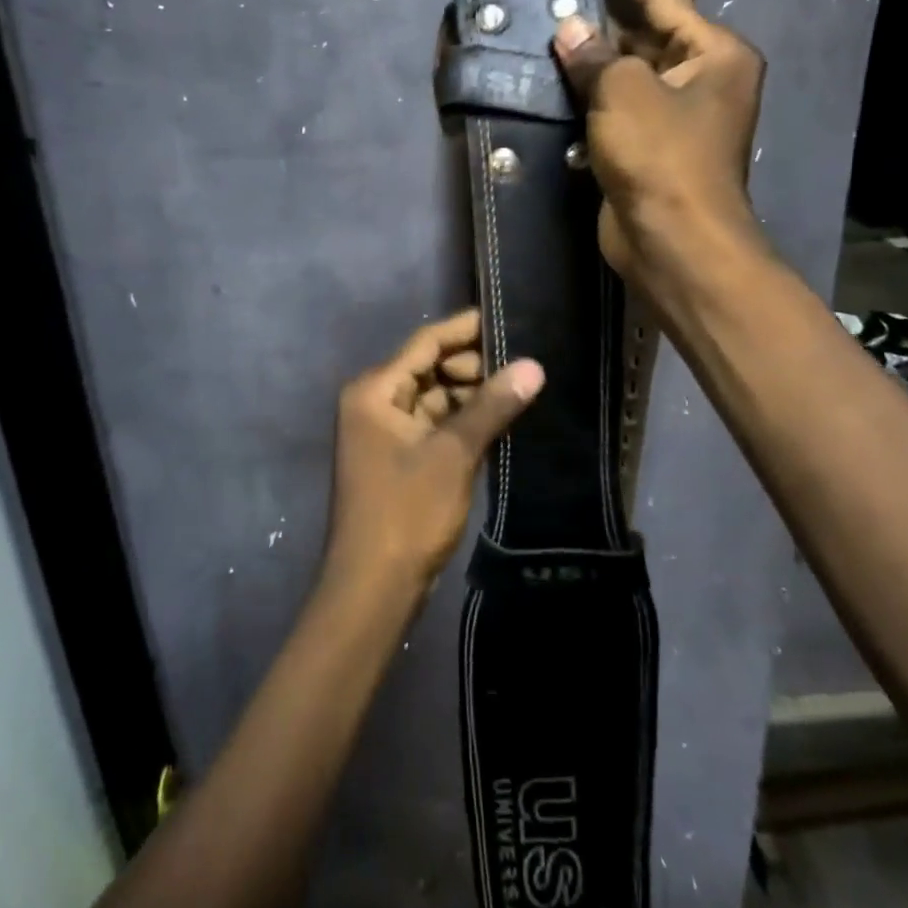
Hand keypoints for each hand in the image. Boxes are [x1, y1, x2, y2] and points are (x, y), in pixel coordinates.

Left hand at [326, 309, 543, 601]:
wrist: (373, 588)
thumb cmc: (406, 512)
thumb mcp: (453, 454)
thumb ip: (492, 406)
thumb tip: (534, 364)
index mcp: (374, 391)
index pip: (425, 343)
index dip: (466, 329)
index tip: (508, 319)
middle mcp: (374, 403)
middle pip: (429, 368)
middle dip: (473, 365)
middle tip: (524, 360)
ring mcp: (384, 433)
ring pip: (434, 398)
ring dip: (471, 395)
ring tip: (521, 387)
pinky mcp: (399, 459)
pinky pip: (434, 425)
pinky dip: (462, 422)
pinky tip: (500, 420)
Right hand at [553, 0, 769, 310]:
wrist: (673, 240)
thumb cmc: (662, 156)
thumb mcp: (624, 92)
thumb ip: (595, 55)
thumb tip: (569, 31)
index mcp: (715, 55)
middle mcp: (703, 83)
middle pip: (648, 40)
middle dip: (605, 23)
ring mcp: (677, 121)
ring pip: (628, 80)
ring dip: (593, 66)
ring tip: (548, 36)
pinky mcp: (651, 153)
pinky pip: (618, 114)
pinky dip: (591, 103)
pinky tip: (554, 88)